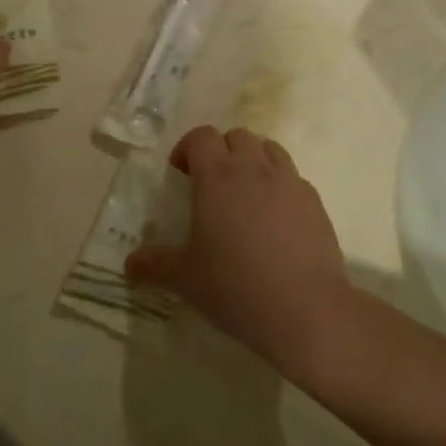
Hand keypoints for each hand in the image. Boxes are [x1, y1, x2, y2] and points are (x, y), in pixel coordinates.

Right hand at [126, 126, 352, 375]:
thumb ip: (155, 264)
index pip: (201, 136)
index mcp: (217, 176)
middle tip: (211, 183)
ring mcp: (289, 182)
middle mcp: (254, 169)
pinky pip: (293, 178)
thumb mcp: (185, 278)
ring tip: (245, 194)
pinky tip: (275, 220)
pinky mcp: (315, 202)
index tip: (180, 174)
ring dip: (253, 160)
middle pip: (237, 136)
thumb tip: (129, 264)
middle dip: (221, 151)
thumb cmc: (235, 286)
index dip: (187, 148)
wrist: (306, 310)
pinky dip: (280, 185)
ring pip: (270, 149)